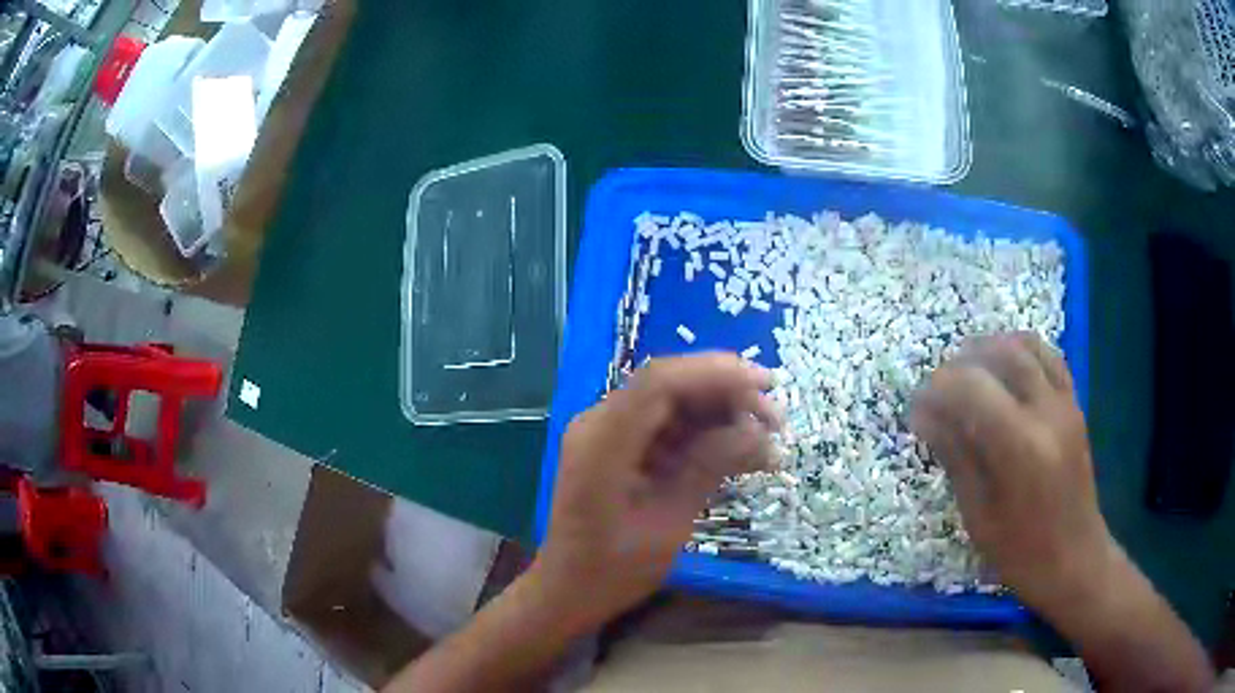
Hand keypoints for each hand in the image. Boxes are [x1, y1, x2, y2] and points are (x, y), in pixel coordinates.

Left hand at [533, 353, 780, 633]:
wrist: (570, 591)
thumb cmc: (613, 570)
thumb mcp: (669, 522)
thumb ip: (709, 467)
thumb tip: (757, 429)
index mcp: (602, 440)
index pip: (661, 382)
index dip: (717, 374)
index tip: (766, 385)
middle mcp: (600, 423)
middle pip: (671, 386)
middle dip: (728, 395)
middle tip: (777, 420)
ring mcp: (609, 434)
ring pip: (675, 405)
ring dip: (723, 416)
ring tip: (768, 442)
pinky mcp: (621, 449)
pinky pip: (669, 428)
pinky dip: (707, 437)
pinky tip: (743, 455)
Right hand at [909, 332, 1111, 615]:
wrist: (1075, 559)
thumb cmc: (1021, 551)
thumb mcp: (978, 513)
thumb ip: (955, 455)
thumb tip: (923, 415)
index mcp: (1020, 447)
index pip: (971, 388)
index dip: (937, 390)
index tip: (916, 408)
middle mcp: (1046, 412)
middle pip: (1000, 355)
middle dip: (960, 363)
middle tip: (938, 389)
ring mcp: (1065, 404)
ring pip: (1027, 346)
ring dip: (991, 348)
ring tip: (968, 370)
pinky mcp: (1075, 405)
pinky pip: (1049, 357)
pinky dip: (1022, 351)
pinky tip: (1005, 369)